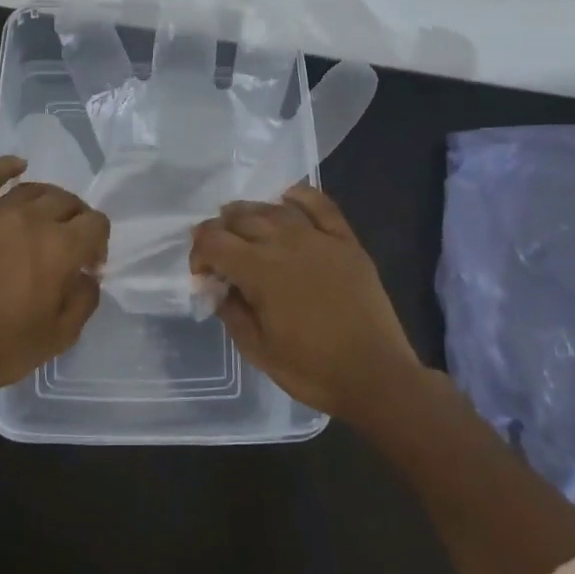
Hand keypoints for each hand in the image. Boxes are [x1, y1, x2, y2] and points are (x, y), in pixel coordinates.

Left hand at [0, 156, 109, 395]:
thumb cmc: (1, 348)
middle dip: (77, 221)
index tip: (88, 266)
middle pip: (67, 202)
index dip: (99, 243)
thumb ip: (85, 299)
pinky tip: (18, 166)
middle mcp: (31, 219)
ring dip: (49, 202)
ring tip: (46, 221)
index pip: (96, 223)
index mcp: (61, 248)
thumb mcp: (60, 336)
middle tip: (68, 247)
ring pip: (33, 189)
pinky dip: (6, 167)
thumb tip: (88, 275)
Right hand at [190, 186, 421, 418]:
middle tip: (219, 253)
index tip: (202, 274)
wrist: (376, 376)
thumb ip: (231, 311)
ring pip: (274, 209)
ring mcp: (319, 238)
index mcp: (259, 270)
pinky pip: (320, 205)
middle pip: (241, 218)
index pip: (213, 241)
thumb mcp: (257, 349)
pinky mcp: (346, 242)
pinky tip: (286, 199)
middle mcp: (286, 243)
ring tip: (243, 226)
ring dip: (251, 213)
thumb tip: (218, 287)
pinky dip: (299, 197)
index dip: (198, 252)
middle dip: (220, 231)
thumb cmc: (311, 369)